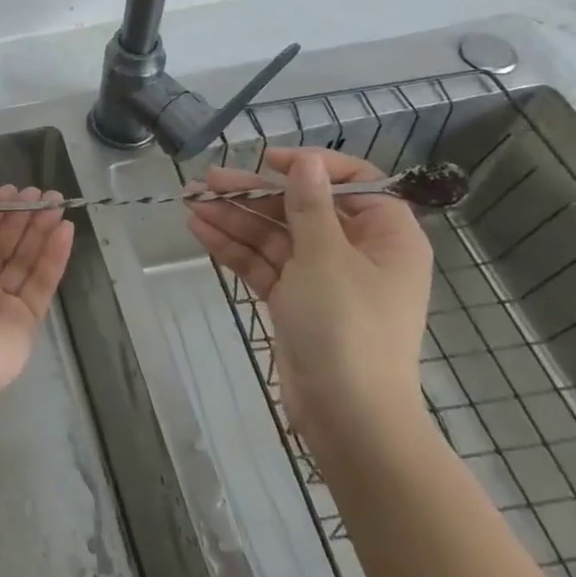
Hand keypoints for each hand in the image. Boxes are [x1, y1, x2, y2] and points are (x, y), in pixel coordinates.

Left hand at [0, 173, 74, 397]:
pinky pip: (41, 282)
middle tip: (45, 194)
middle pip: (4, 243)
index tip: (14, 189)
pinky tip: (66, 232)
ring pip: (24, 260)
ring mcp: (1, 302)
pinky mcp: (26, 320)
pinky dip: (53, 257)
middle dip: (23, 217)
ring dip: (41, 232)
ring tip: (59, 205)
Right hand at [185, 148, 432, 445]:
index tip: (268, 160)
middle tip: (207, 180)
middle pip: (302, 209)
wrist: (347, 416)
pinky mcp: (295, 302)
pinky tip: (200, 230)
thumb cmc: (347, 327)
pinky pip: (264, 264)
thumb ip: (310, 205)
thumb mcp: (326, 257)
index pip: (354, 183)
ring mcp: (323, 279)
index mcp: (386, 236)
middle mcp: (356, 252)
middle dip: (253, 194)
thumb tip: (307, 161)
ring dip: (235, 219)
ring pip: (276, 236)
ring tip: (190, 202)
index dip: (311, 167)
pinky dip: (234, 248)